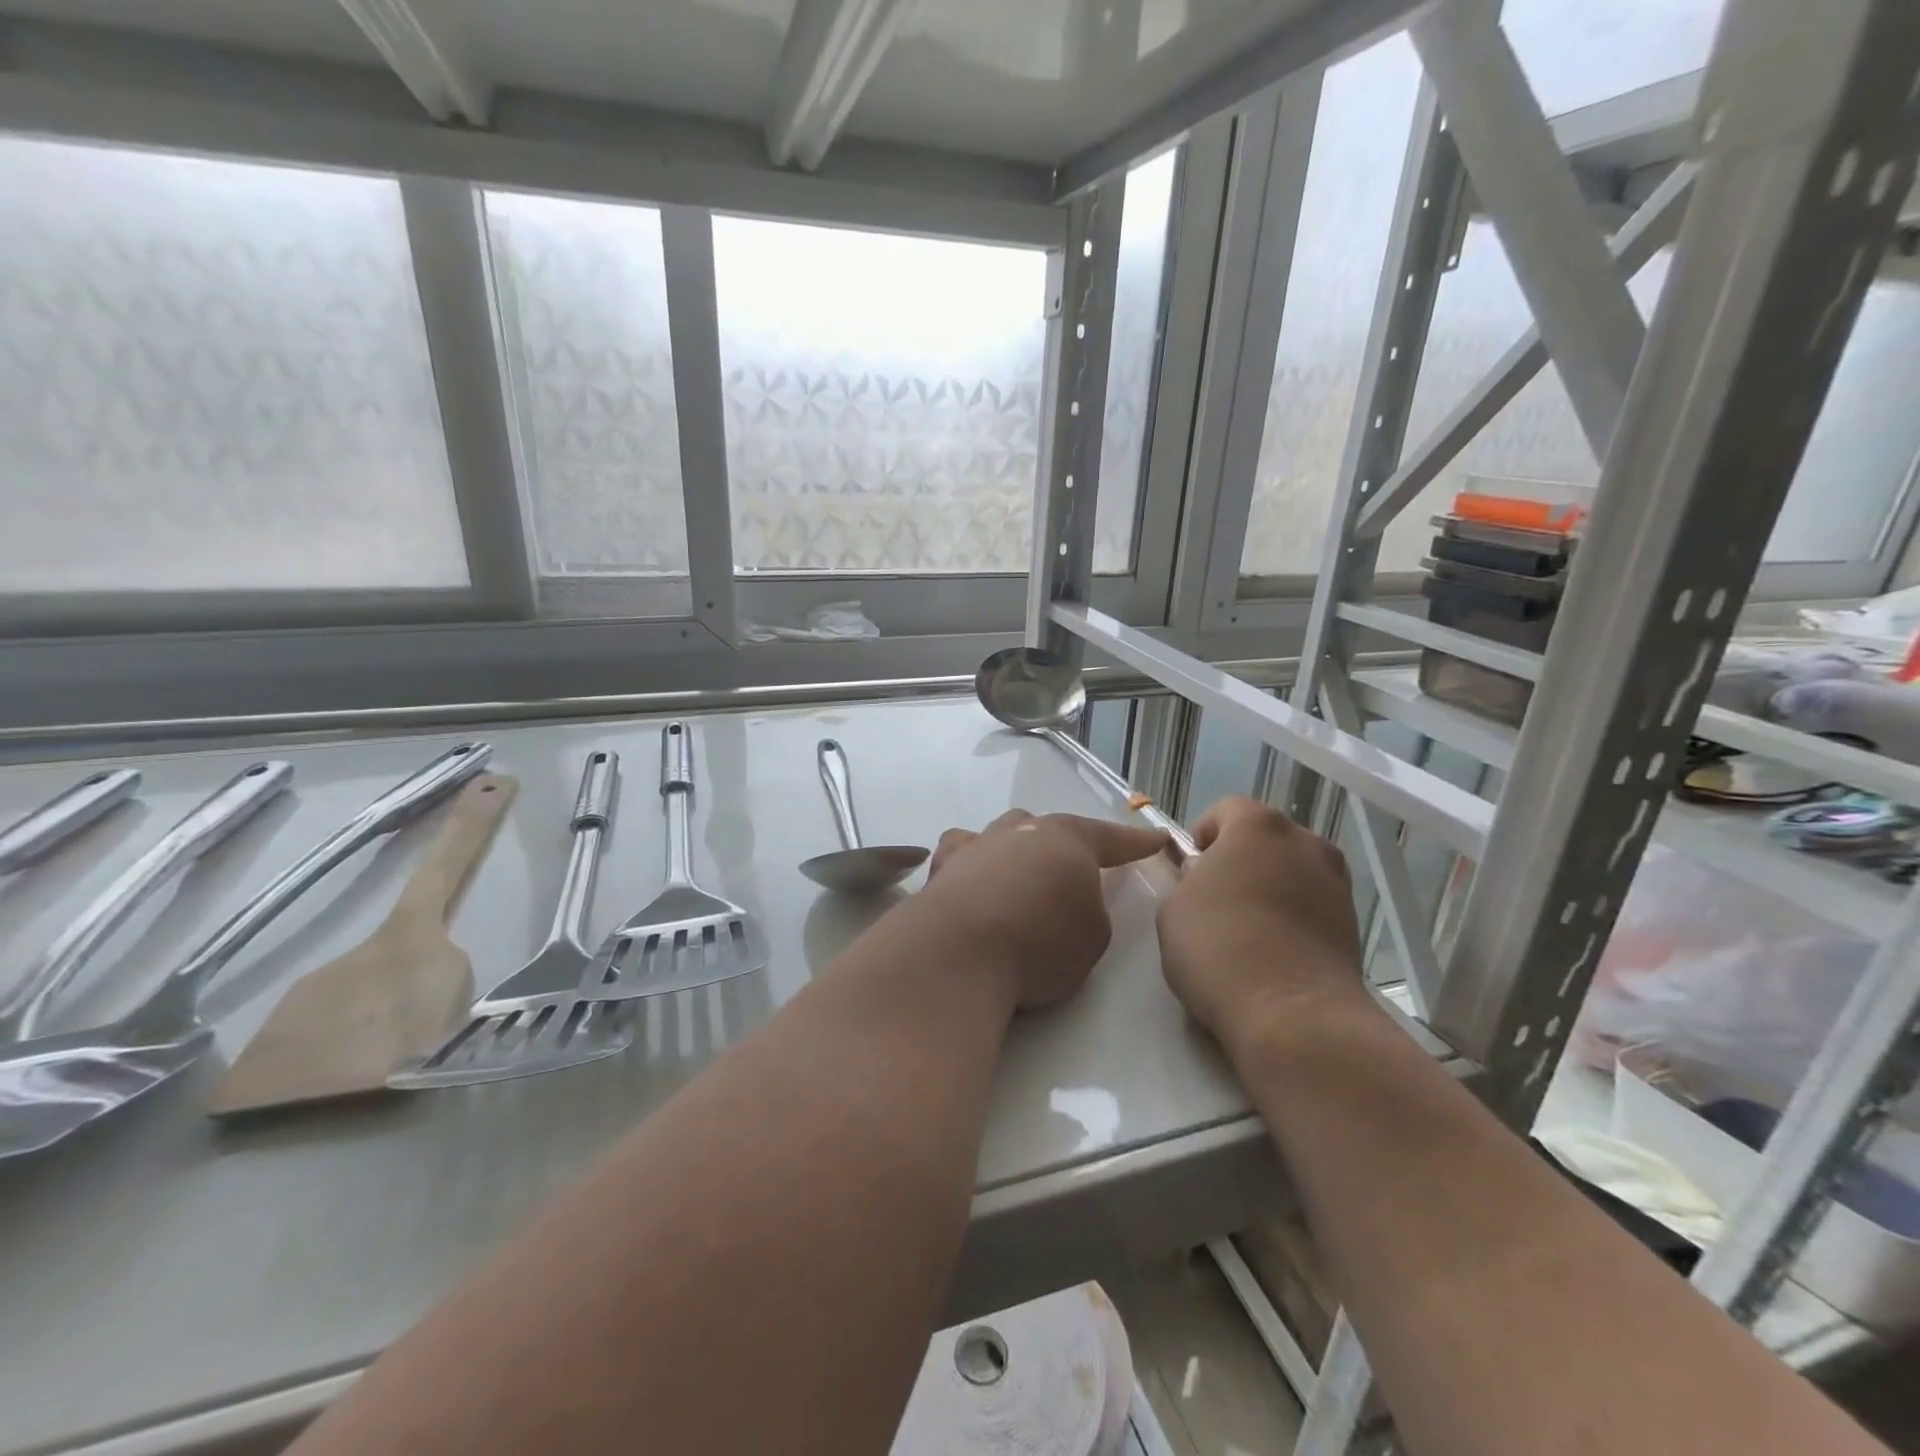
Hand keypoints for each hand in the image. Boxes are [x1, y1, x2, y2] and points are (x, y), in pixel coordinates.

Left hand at [918, 810, 1169, 1009]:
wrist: (961, 951)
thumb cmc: (1040, 943)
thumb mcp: (1092, 937)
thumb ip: (1090, 912)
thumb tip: (1069, 905)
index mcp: (1067, 840)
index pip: (1111, 838)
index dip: (1136, 842)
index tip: (1157, 838)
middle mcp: (1020, 832)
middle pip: (1047, 828)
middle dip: (1062, 846)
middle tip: (1071, 871)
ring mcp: (976, 845)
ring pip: (1001, 833)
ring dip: (1014, 850)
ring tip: (1018, 874)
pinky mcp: (942, 869)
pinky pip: (960, 856)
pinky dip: (970, 866)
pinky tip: (969, 883)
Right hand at [1156, 796, 1369, 1054]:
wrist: (1293, 1014)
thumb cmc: (1218, 947)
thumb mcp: (1174, 908)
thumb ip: (1187, 881)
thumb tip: (1206, 877)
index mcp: (1258, 826)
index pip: (1228, 808)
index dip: (1205, 833)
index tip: (1192, 868)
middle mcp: (1305, 843)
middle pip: (1266, 838)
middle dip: (1242, 859)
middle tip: (1217, 897)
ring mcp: (1337, 883)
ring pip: (1293, 871)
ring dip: (1272, 887)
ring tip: (1248, 929)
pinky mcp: (1354, 924)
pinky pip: (1313, 905)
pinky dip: (1295, 917)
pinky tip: (1274, 952)